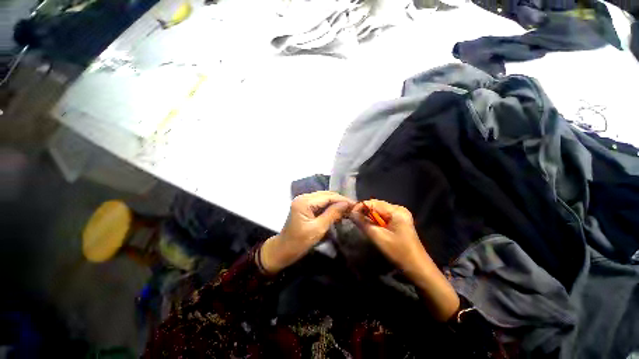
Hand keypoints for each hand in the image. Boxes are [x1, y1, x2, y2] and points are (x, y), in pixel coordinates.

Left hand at [260, 191, 354, 273]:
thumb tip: (346, 204)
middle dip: (340, 200)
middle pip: (326, 195)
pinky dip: (329, 207)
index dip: (342, 200)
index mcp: (305, 201)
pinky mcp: (304, 206)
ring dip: (336, 203)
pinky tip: (337, 211)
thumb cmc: (299, 242)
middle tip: (353, 207)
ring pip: (324, 198)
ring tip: (348, 209)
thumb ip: (332, 214)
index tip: (355, 204)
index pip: (328, 196)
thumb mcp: (318, 229)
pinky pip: (320, 203)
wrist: (283, 250)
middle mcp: (304, 197)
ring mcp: (303, 201)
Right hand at [350, 200, 425, 273]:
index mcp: (396, 210)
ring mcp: (400, 214)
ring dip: (369, 216)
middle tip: (354, 219)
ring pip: (379, 210)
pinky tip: (371, 226)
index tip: (350, 214)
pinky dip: (375, 220)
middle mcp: (399, 208)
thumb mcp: (378, 237)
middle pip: (376, 205)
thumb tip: (351, 213)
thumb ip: (363, 223)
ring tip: (360, 222)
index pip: (373, 203)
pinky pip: (383, 216)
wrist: (417, 267)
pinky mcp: (400, 220)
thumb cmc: (398, 252)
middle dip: (364, 211)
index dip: (360, 207)